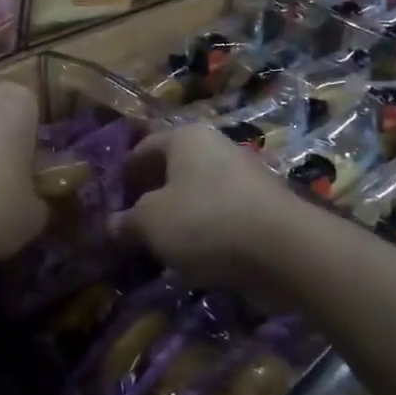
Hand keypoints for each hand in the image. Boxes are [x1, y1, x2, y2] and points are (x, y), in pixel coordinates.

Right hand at [108, 124, 304, 284]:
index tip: (112, 198)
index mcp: (185, 137)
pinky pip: (222, 214)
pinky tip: (195, 257)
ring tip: (161, 245)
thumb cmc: (205, 221)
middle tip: (132, 223)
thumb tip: (112, 224)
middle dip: (152, 194)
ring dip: (179, 215)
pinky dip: (206, 231)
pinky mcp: (264, 207)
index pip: (144, 147)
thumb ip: (127, 222)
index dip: (125, 172)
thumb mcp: (151, 223)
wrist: (284, 249)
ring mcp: (244, 176)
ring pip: (199, 193)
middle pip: (174, 168)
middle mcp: (216, 147)